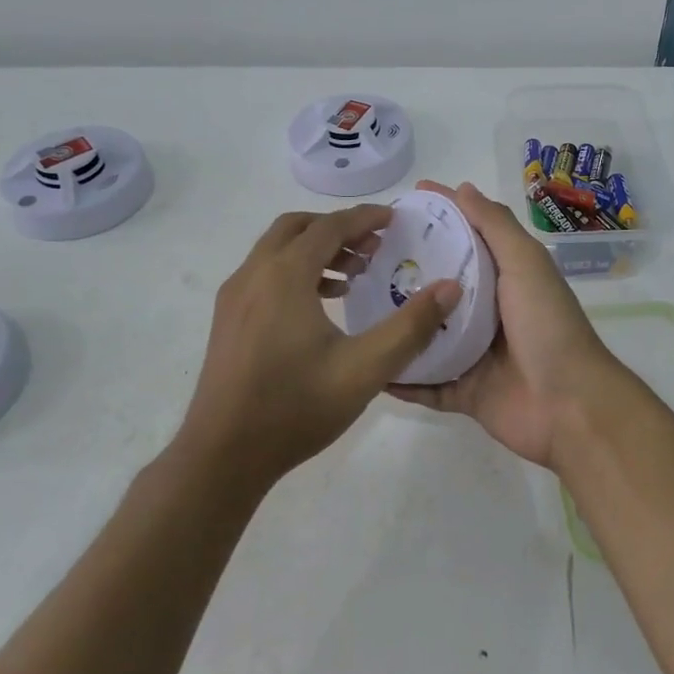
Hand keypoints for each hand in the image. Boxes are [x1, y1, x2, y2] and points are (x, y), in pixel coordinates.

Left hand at [178, 204, 459, 485]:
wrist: (223, 455)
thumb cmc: (296, 407)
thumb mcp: (366, 368)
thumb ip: (411, 326)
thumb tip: (450, 288)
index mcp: (284, 276)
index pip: (329, 227)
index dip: (364, 219)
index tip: (394, 218)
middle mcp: (253, 275)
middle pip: (297, 228)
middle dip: (338, 229)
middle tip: (375, 246)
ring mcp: (234, 298)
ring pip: (277, 251)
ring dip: (316, 250)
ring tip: (354, 275)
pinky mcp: (228, 320)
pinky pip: (265, 274)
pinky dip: (296, 271)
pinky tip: (322, 304)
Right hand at [387, 181, 631, 469]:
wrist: (569, 405)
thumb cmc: (548, 325)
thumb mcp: (526, 264)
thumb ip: (496, 227)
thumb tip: (463, 188)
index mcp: (505, 278)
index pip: (467, 237)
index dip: (440, 217)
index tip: (402, 202)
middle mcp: (489, 313)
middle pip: (440, 286)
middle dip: (407, 270)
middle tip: (363, 257)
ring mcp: (475, 355)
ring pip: (427, 336)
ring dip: (399, 325)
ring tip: (354, 308)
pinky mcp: (465, 393)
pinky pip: (426, 386)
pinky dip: (402, 379)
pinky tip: (369, 366)